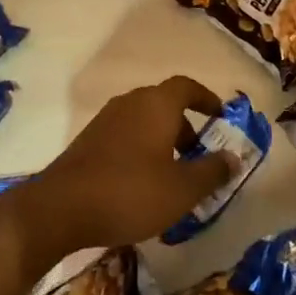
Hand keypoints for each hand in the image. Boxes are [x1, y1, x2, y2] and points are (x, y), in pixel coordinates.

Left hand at [16, 76, 236, 260]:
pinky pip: (125, 135)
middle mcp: (131, 102)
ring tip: (173, 175)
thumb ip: (212, 171)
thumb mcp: (182, 189)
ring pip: (144, 120)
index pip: (186, 86)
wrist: (61, 207)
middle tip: (199, 156)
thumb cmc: (130, 192)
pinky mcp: (89, 139)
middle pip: (165, 103)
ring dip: (163, 140)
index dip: (206, 98)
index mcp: (156, 104)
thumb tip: (233, 157)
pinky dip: (141, 149)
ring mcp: (106, 119)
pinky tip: (142, 184)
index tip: (220, 116)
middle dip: (185, 126)